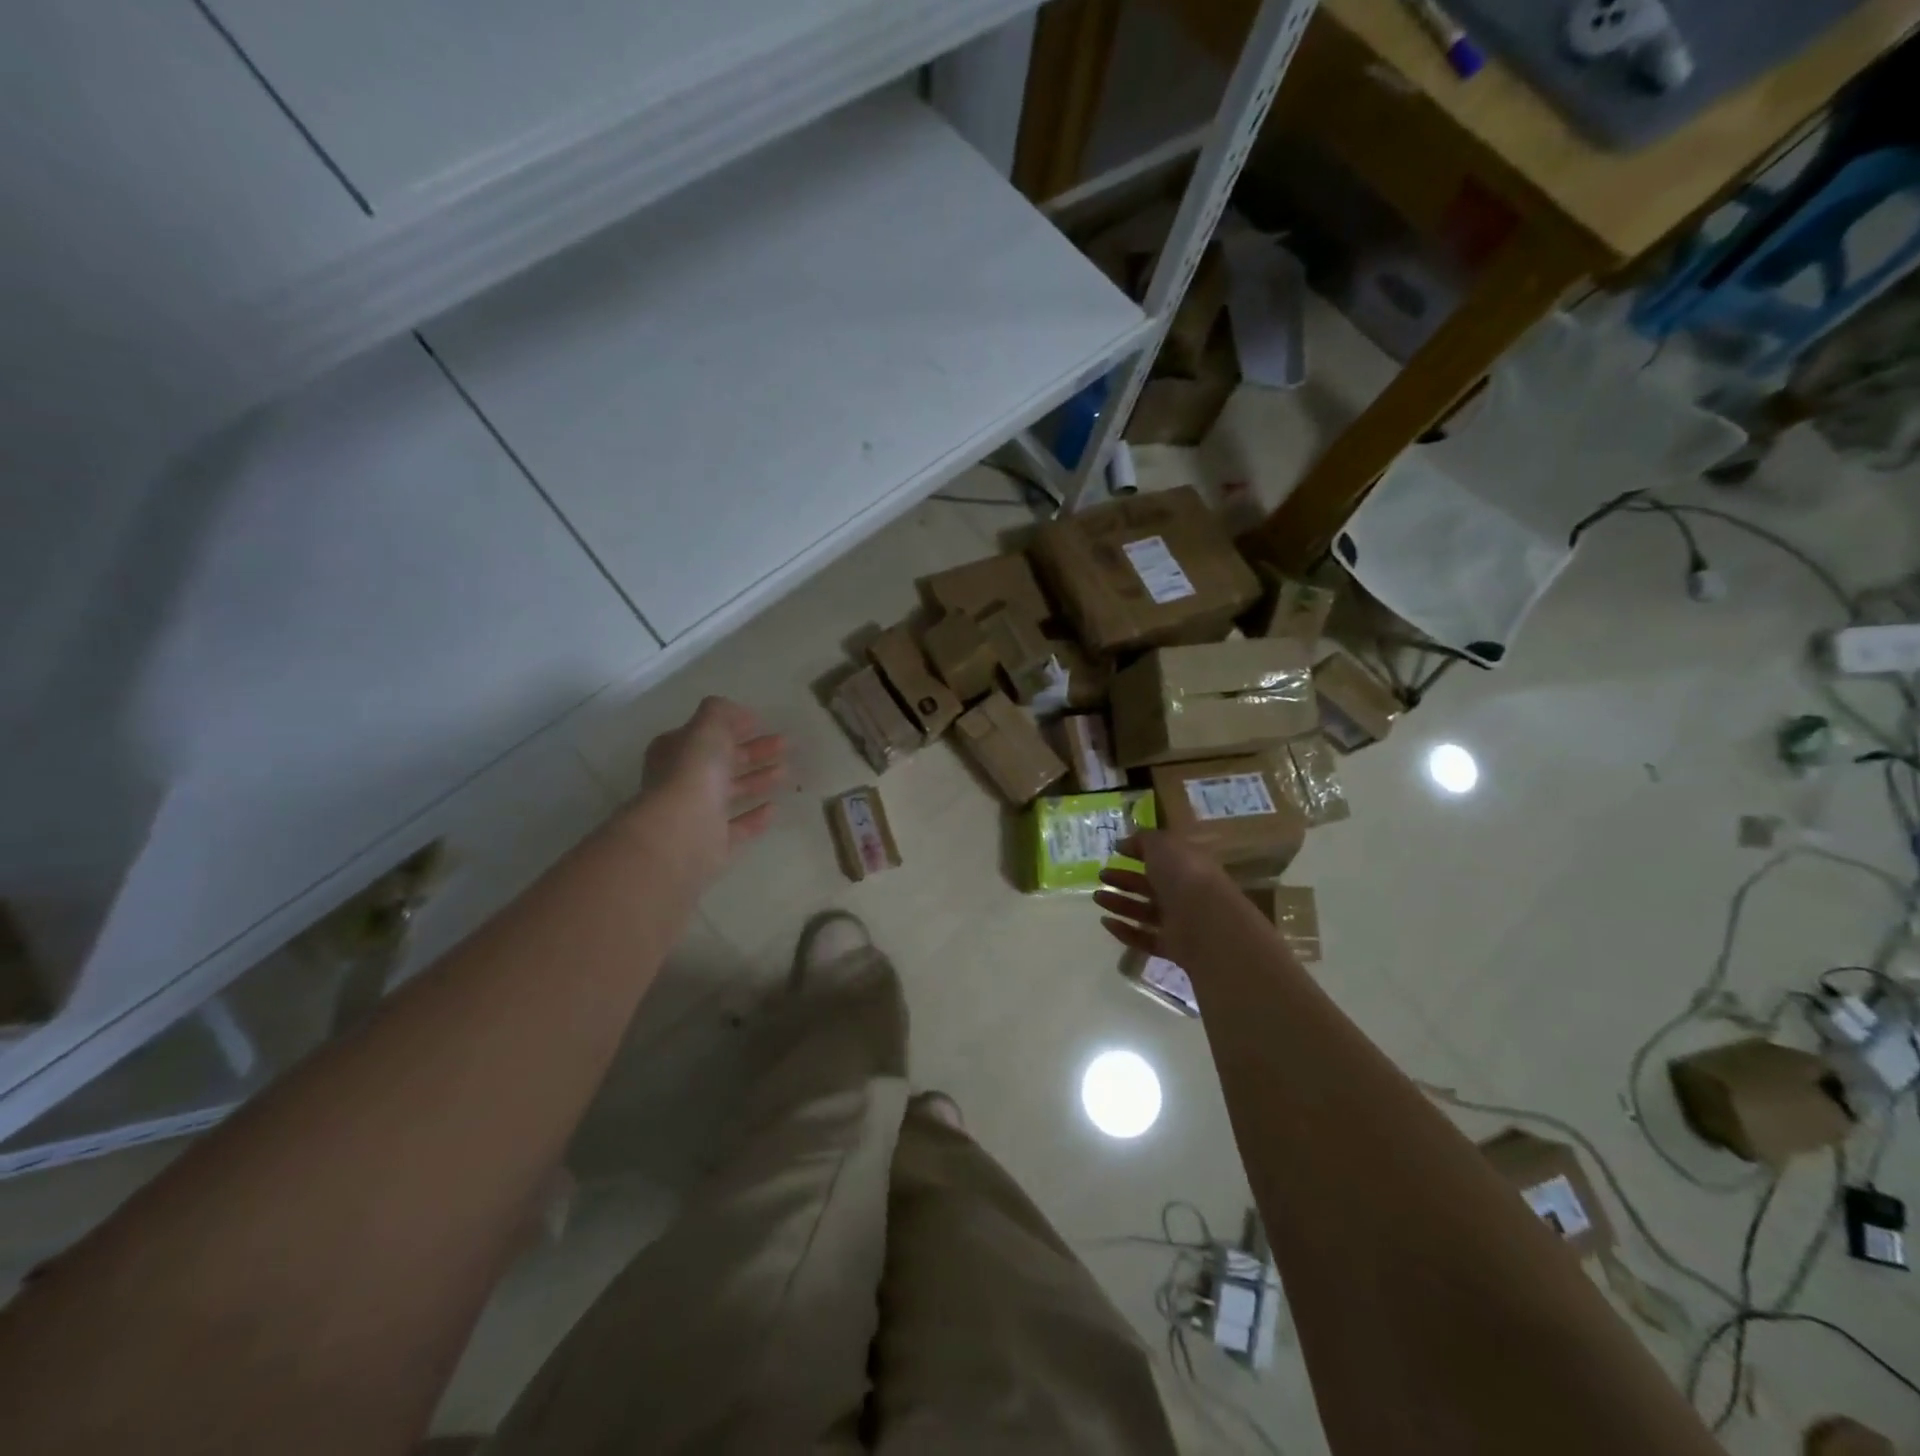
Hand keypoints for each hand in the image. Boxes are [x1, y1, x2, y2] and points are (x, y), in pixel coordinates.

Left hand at [633, 697, 784, 882]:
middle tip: (786, 744)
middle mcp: (683, 781)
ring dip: (758, 780)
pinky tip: (775, 807)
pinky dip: (755, 816)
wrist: (681, 834)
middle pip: (723, 762)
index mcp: (675, 752)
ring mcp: (697, 814)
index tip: (761, 722)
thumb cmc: (692, 774)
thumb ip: (720, 713)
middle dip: (754, 751)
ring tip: (787, 772)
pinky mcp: (712, 843)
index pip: (705, 734)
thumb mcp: (707, 729)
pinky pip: (738, 826)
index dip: (731, 726)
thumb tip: (735, 711)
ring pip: (731, 792)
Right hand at [1093, 831, 1230, 968]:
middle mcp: (1184, 892)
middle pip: (1150, 885)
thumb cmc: (1184, 875)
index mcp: (1186, 865)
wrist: (1207, 922)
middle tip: (1101, 875)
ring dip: (1120, 904)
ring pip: (1144, 912)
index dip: (1139, 852)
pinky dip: (1125, 931)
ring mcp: (1179, 921)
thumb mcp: (1163, 845)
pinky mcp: (1172, 947)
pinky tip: (1106, 922)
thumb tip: (1123, 842)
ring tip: (1097, 897)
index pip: (1161, 856)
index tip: (1115, 850)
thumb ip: (1143, 840)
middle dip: (1124, 879)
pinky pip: (1144, 938)